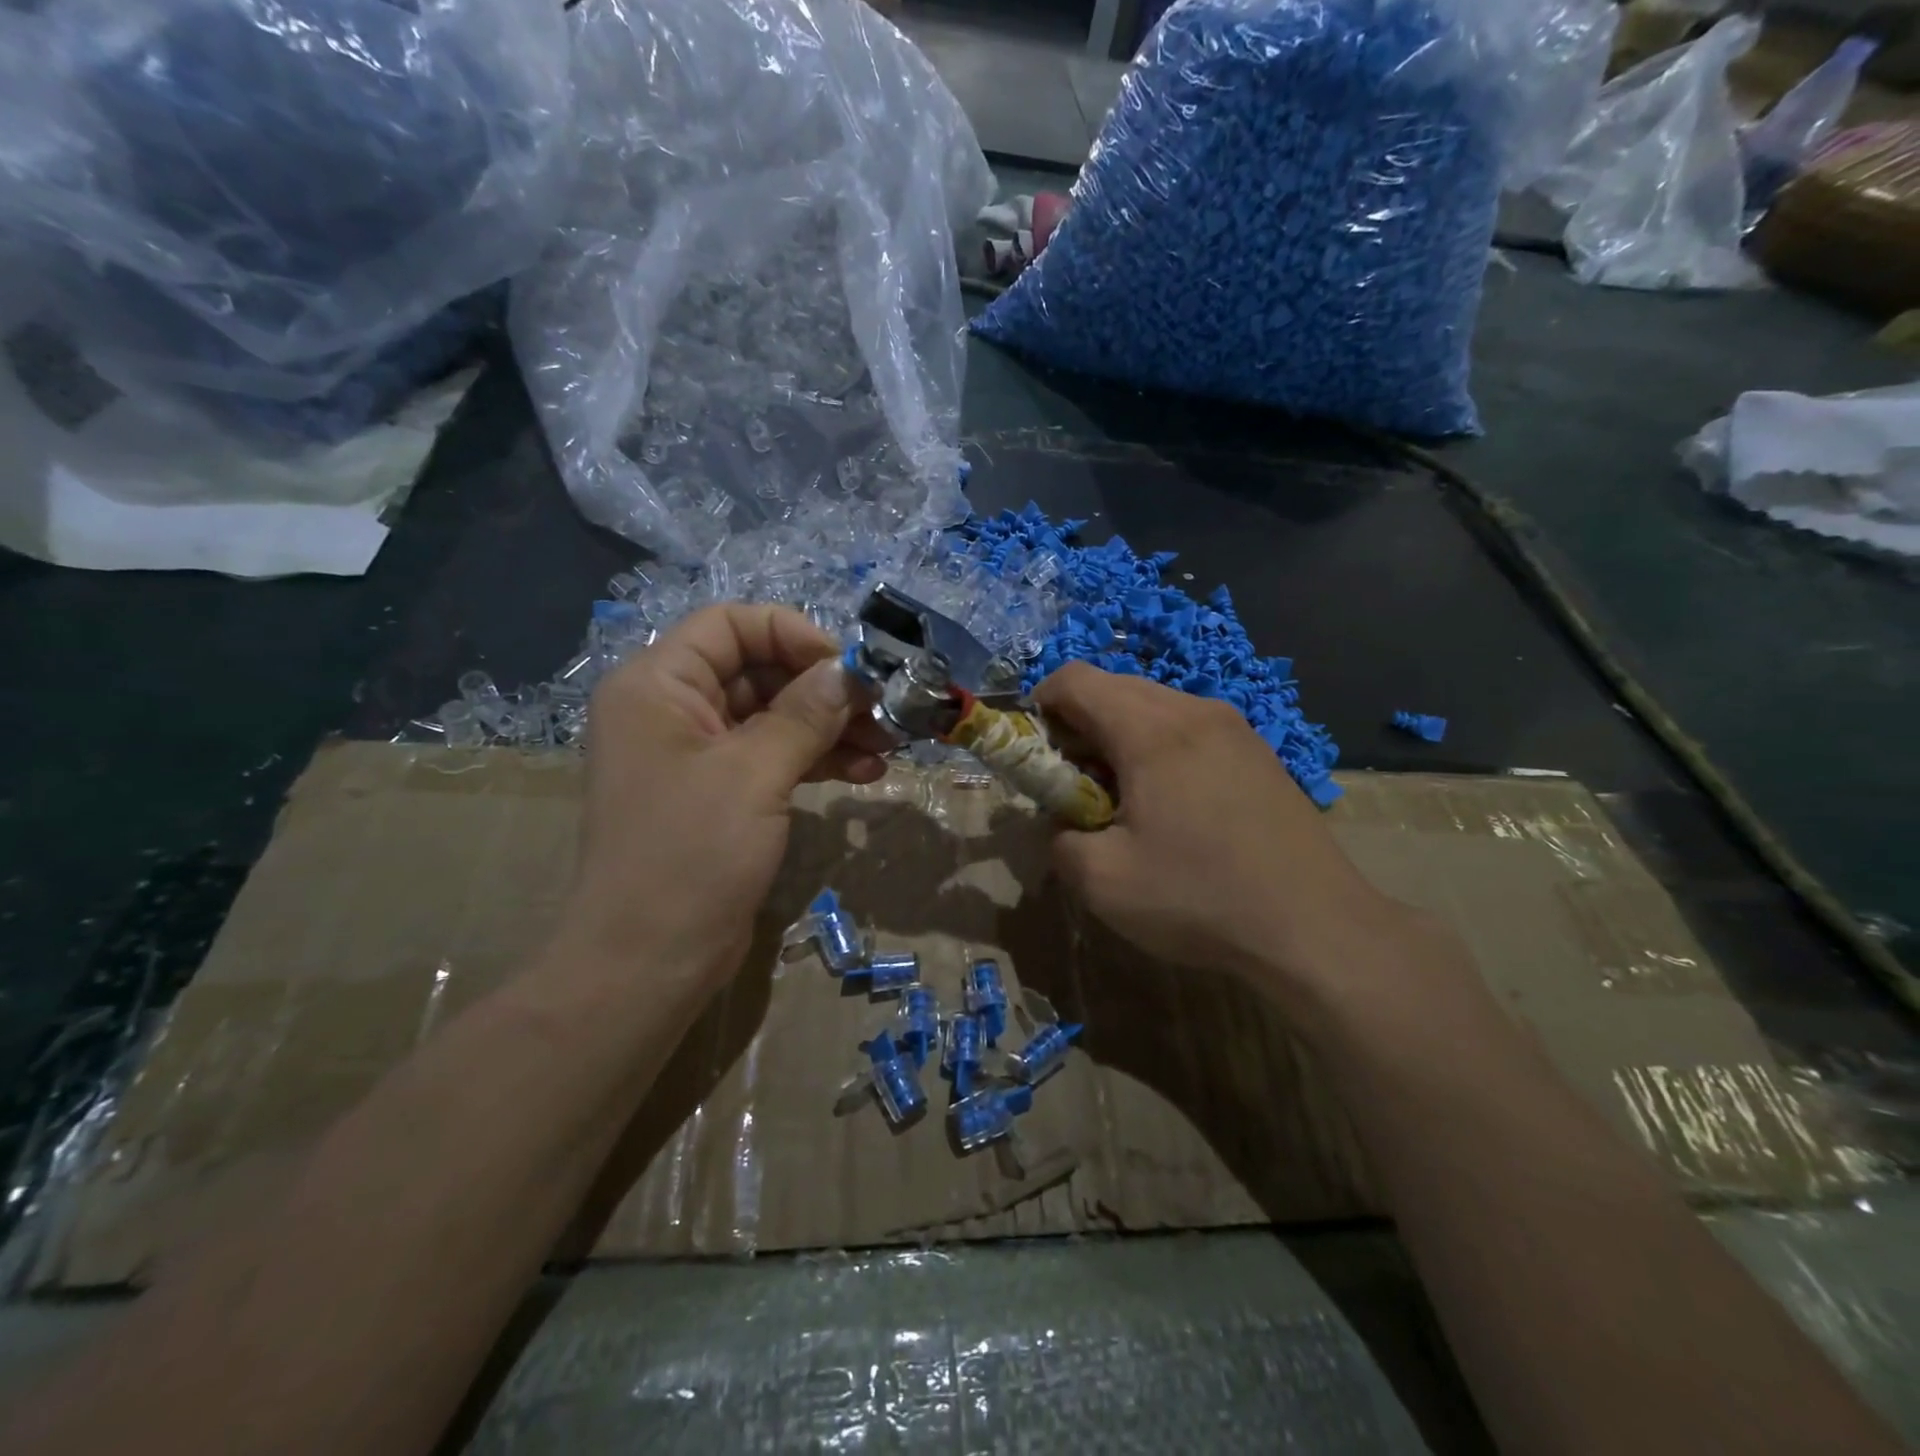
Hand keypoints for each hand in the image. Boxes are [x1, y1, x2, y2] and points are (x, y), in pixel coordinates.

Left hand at [565, 604, 891, 985]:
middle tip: (882, 711)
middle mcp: (674, 709)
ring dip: (830, 727)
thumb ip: (805, 714)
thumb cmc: (690, 855)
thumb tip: (848, 671)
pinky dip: (817, 760)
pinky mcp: (720, 793)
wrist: (648, 962)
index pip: (730, 625)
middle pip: (759, 671)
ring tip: (887, 746)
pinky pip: (773, 757)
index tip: (847, 667)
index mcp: (658, 685)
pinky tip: (866, 773)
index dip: (792, 634)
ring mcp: (697, 754)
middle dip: (824, 690)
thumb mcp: (753, 774)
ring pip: (774, 717)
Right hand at [1034, 663, 1415, 1003]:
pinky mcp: (1258, 751)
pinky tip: (1172, 804)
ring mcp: (1235, 727)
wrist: (1317, 927)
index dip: (1040, 705)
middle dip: (1078, 725)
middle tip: (1075, 784)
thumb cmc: (1201, 898)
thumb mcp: (1102, 881)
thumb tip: (1065, 823)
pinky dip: (1159, 747)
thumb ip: (1060, 840)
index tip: (1036, 754)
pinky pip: (1189, 727)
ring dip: (1119, 736)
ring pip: (1154, 705)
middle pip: (1114, 687)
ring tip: (1124, 798)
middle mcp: (1194, 710)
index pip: (1075, 679)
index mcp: (1152, 729)